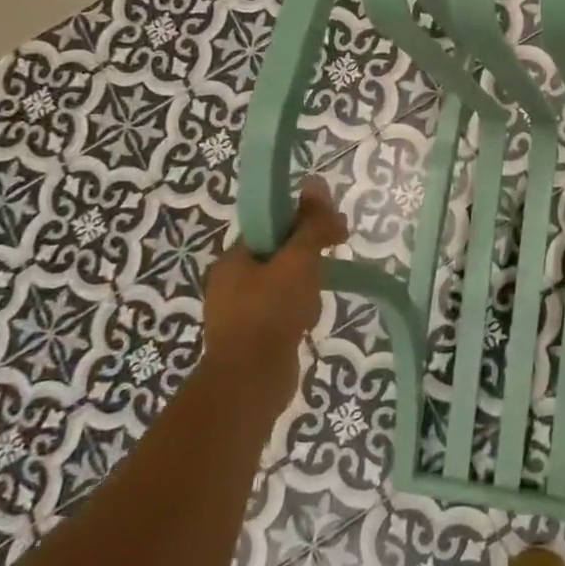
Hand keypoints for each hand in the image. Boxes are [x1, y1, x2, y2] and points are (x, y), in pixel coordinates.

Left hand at [201, 179, 347, 416]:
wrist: (251, 382)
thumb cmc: (272, 312)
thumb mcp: (298, 260)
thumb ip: (310, 224)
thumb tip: (315, 182)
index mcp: (233, 259)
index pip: (271, 227)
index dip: (304, 223)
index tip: (335, 230)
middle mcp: (229, 283)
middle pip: (278, 255)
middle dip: (308, 257)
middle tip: (335, 258)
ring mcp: (238, 314)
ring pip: (281, 285)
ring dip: (305, 286)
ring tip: (318, 299)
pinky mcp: (251, 339)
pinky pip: (280, 312)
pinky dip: (297, 311)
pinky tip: (308, 321)